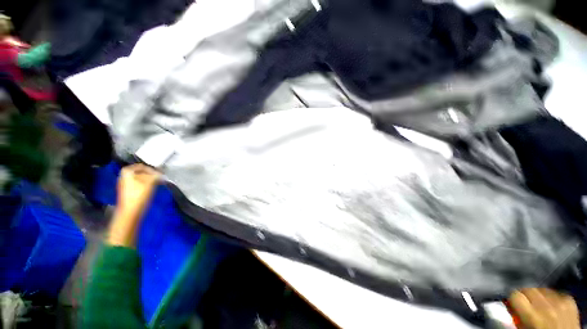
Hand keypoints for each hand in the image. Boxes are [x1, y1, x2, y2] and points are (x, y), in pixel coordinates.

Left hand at [116, 163, 160, 219]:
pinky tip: (150, 189)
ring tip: (157, 183)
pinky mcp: (127, 191)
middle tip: (159, 178)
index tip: (160, 174)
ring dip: (148, 180)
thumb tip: (161, 172)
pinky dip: (145, 184)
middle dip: (150, 174)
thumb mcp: (151, 182)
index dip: (152, 169)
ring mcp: (124, 184)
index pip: (143, 166)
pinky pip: (138, 184)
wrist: (130, 211)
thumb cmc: (139, 194)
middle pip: (140, 172)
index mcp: (127, 171)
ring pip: (140, 178)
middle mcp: (124, 176)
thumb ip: (157, 175)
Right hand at [509, 288, 579, 328]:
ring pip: (542, 288)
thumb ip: (515, 314)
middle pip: (528, 288)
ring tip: (537, 304)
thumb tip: (506, 301)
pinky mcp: (570, 299)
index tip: (510, 300)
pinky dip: (551, 296)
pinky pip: (555, 291)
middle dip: (524, 293)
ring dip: (537, 294)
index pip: (514, 294)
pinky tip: (550, 303)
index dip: (511, 297)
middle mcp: (546, 306)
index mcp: (532, 316)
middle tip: (523, 302)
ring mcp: (561, 302)